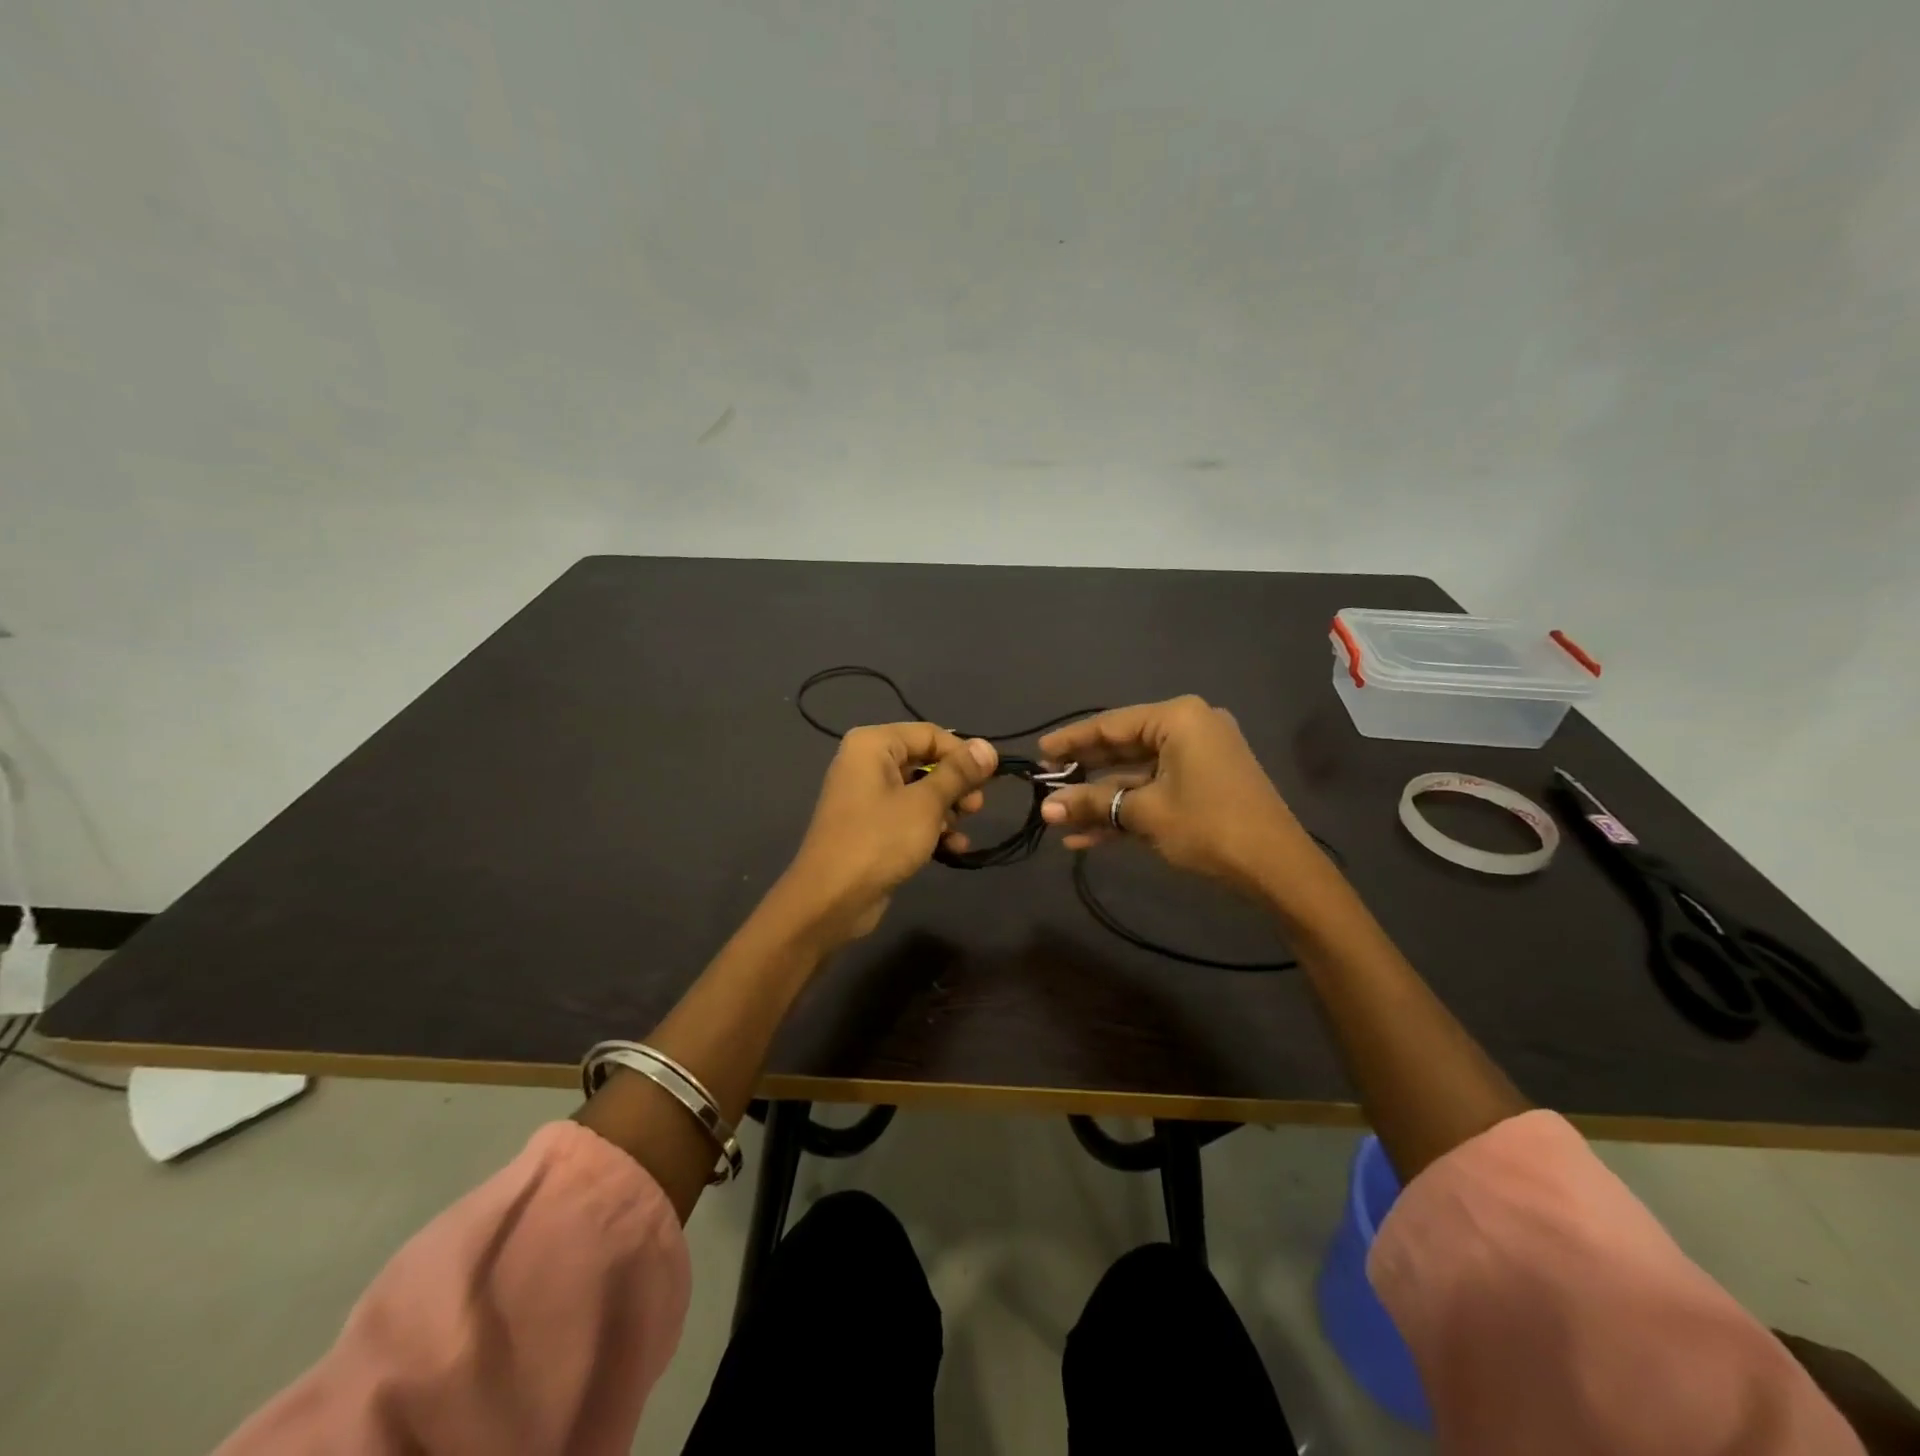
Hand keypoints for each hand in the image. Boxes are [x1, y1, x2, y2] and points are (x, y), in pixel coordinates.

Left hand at [781, 723, 997, 945]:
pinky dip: (931, 828)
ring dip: (947, 810)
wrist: (831, 900)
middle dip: (956, 785)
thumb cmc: (879, 840)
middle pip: (926, 762)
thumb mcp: (926, 804)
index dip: (963, 754)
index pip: (930, 734)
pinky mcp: (871, 827)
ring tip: (963, 831)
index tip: (991, 778)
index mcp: (873, 745)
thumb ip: (958, 773)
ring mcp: (867, 797)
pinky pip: (909, 816)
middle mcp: (867, 763)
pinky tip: (953, 848)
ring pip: (920, 792)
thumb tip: (988, 747)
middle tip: (977, 807)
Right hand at [1037, 696, 1308, 895]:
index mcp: (1178, 719)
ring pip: (1136, 775)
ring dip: (1100, 800)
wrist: (1278, 869)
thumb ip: (1092, 804)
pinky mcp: (1203, 786)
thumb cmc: (1209, 826)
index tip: (1038, 753)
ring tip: (1058, 819)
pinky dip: (1126, 810)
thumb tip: (1046, 809)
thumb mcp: (1144, 813)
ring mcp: (1198, 759)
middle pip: (1122, 748)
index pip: (1110, 725)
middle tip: (1045, 784)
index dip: (1070, 741)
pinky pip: (1155, 790)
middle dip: (1083, 773)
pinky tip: (1087, 837)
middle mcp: (1189, 728)